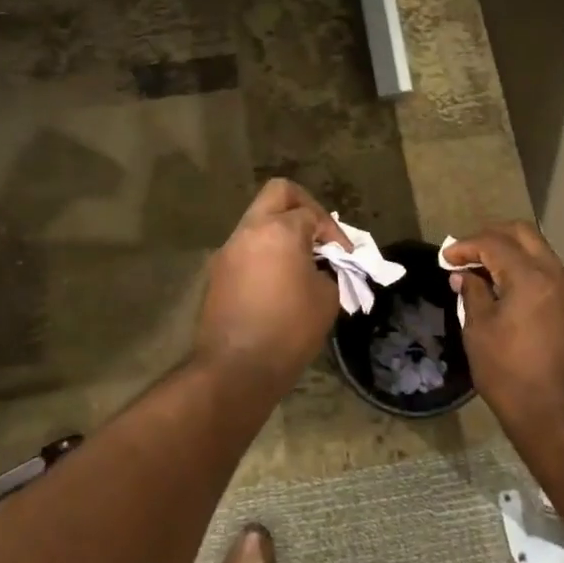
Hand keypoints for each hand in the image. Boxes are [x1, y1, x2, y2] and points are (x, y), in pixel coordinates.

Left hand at [192, 179, 346, 390]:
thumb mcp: (326, 299)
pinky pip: (247, 248)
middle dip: (304, 208)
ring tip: (302, 263)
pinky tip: (280, 282)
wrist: (235, 369)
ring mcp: (229, 250)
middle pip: (278, 193)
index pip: (312, 213)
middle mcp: (249, 230)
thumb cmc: (288, 330)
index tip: (346, 257)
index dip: (334, 232)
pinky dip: (266, 253)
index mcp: (279, 230)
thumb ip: (329, 271)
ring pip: (259, 220)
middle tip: (319, 237)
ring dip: (282, 232)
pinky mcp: (218, 272)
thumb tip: (321, 267)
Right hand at [445, 223, 563, 436]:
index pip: (494, 243)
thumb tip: (465, 276)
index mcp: (530, 277)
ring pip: (539, 252)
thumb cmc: (511, 376)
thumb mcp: (479, 333)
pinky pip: (548, 273)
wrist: (563, 419)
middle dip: (491, 237)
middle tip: (466, 254)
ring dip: (510, 253)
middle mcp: (556, 275)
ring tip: (483, 272)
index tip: (445, 259)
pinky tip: (506, 290)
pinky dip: (524, 270)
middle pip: (523, 234)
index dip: (466, 246)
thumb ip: (472, 295)